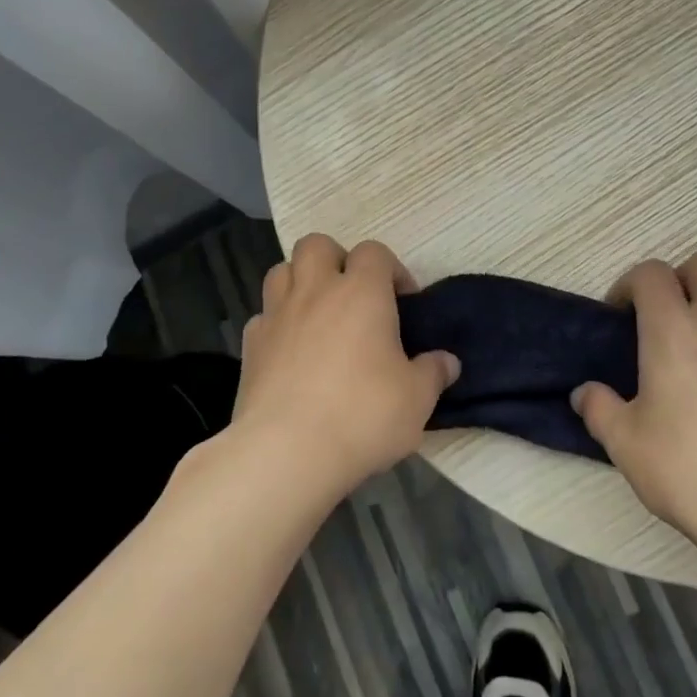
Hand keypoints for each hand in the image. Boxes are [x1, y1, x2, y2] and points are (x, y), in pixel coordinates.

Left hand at [234, 234, 459, 497]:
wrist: (286, 452)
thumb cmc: (362, 415)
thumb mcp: (416, 400)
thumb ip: (433, 373)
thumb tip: (447, 362)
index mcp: (362, 293)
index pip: (374, 252)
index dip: (391, 269)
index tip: (403, 302)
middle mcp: (316, 291)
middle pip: (317, 245)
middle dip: (336, 259)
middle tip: (353, 295)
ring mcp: (277, 315)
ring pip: (281, 271)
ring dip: (300, 282)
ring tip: (318, 315)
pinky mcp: (250, 346)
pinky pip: (263, 316)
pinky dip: (277, 323)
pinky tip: (291, 352)